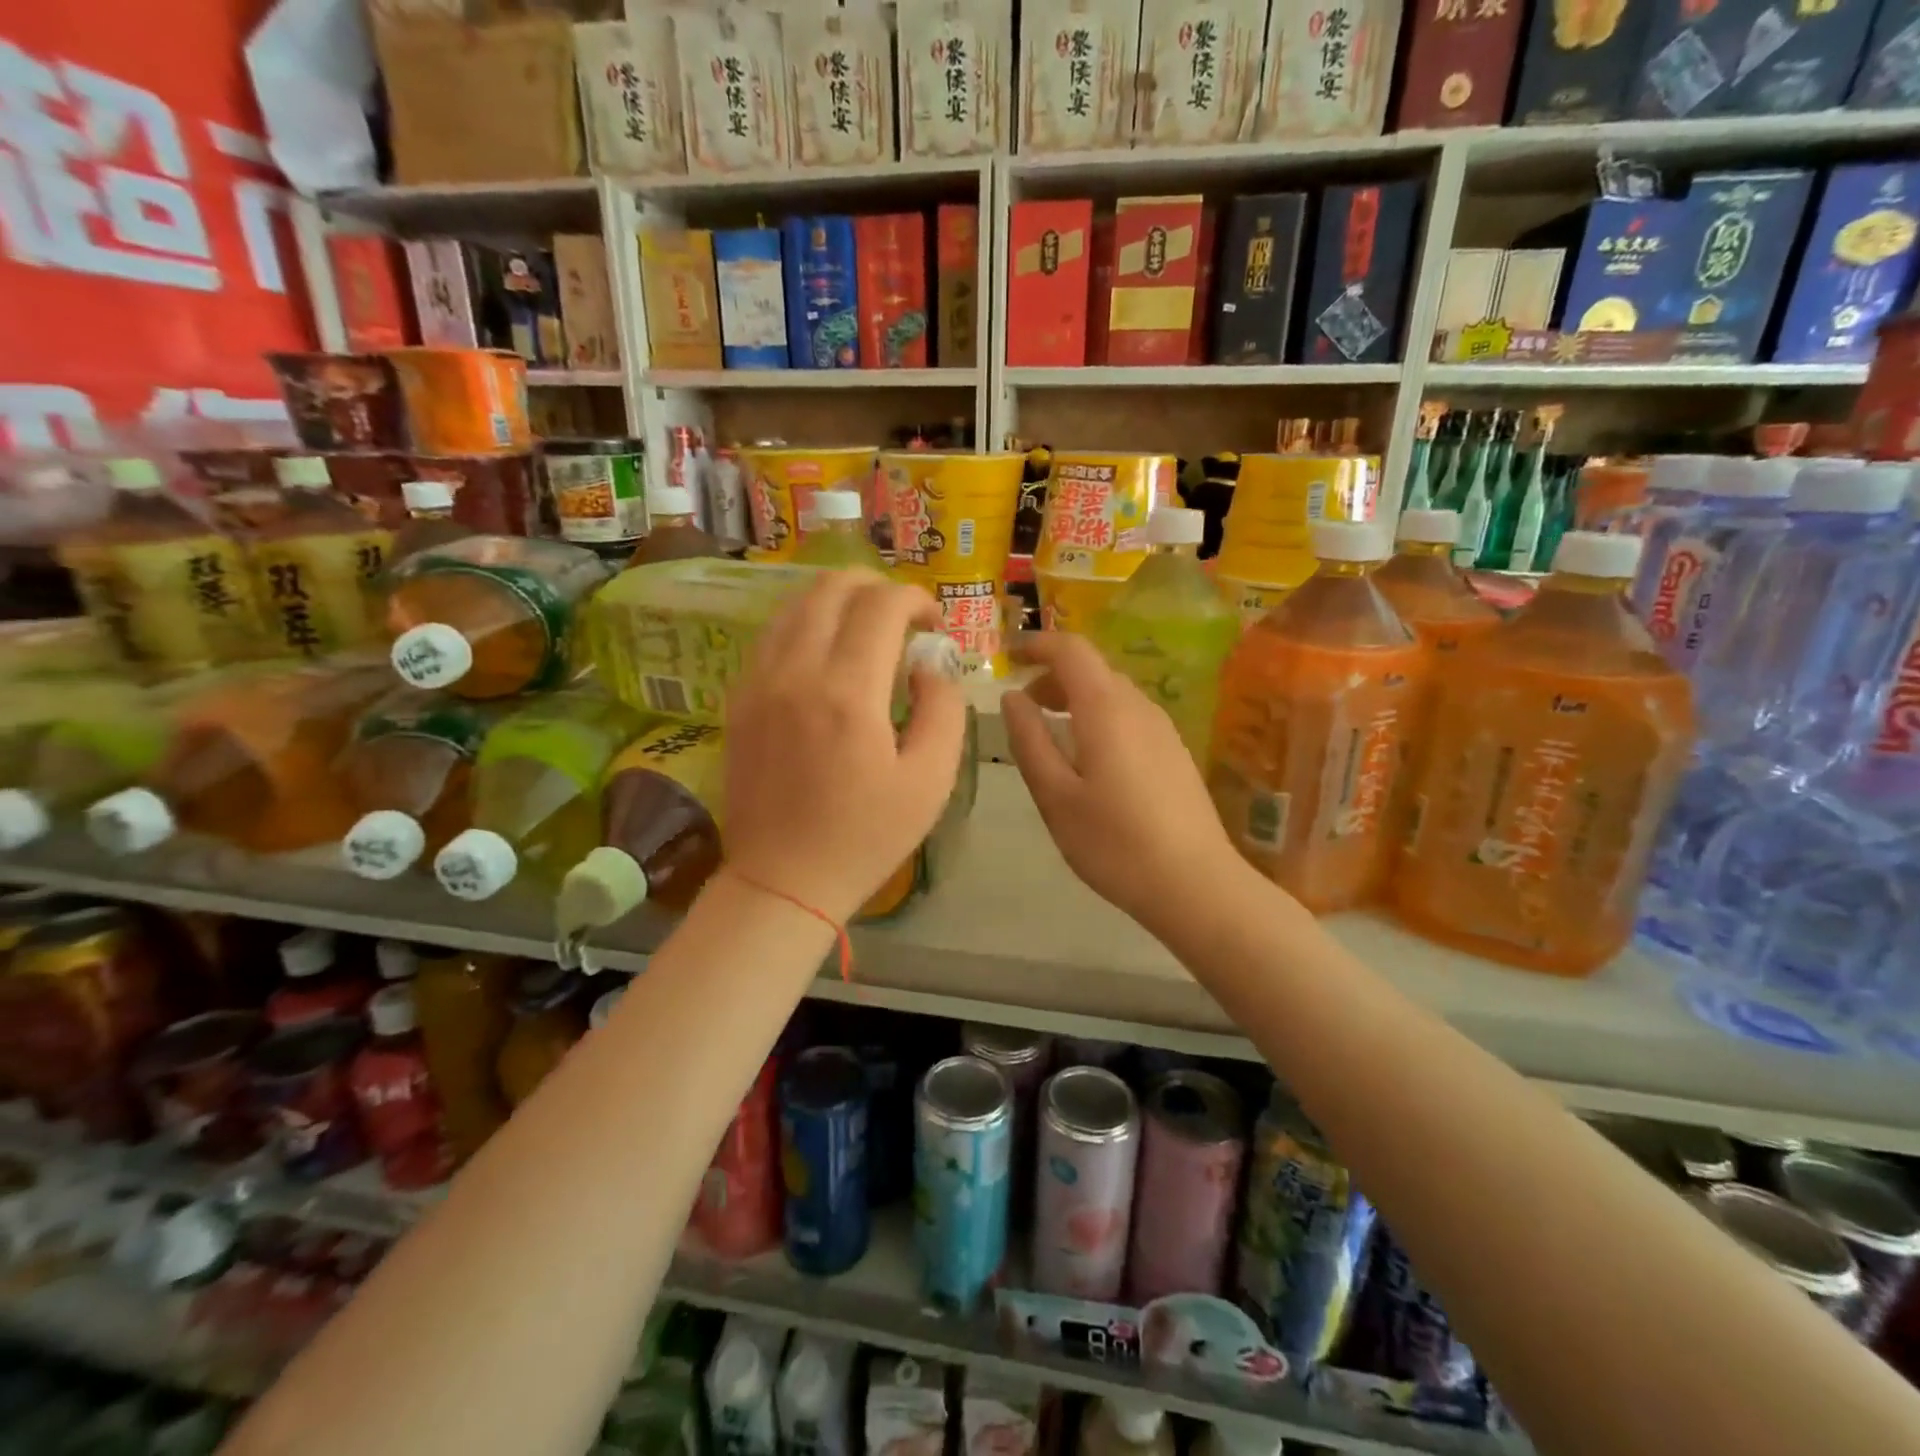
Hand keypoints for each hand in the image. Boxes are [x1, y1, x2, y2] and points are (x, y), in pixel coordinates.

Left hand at [723, 569, 966, 922]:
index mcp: (848, 692)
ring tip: (865, 625)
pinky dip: (804, 624)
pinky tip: (824, 651)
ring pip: (794, 605)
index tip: (934, 623)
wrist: (782, 881)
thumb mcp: (930, 780)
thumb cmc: (865, 837)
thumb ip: (942, 708)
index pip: (881, 606)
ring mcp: (758, 682)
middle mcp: (796, 672)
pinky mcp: (738, 699)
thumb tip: (930, 663)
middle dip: (875, 586)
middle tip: (902, 614)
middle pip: (831, 588)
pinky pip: (770, 636)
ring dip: (836, 600)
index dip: (915, 599)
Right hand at [1000, 632, 1248, 941]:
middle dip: (1052, 676)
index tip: (1008, 655)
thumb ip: (1029, 740)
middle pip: (1093, 669)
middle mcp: (1139, 706)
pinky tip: (1089, 758)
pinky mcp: (1175, 752)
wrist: (1195, 883)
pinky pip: (1129, 716)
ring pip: (1112, 693)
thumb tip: (1011, 697)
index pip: (1071, 650)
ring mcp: (1163, 729)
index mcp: (1106, 708)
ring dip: (1075, 698)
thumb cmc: (1113, 842)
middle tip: (1022, 706)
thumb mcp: (1055, 795)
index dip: (1037, 644)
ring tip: (1050, 732)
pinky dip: (1099, 717)